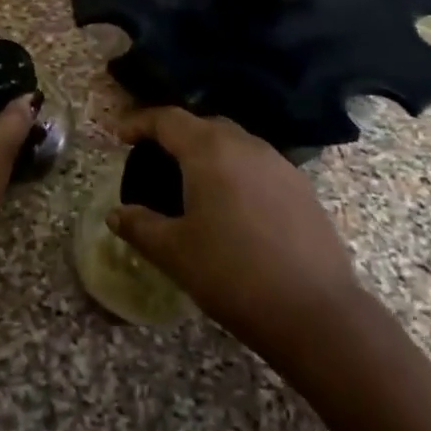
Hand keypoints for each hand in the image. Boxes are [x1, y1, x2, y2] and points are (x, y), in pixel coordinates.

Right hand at [110, 108, 362, 360]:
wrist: (314, 311)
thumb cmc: (231, 274)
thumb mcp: (174, 252)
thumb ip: (140, 226)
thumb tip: (116, 215)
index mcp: (210, 151)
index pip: (169, 119)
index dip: (140, 122)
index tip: (120, 136)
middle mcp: (247, 146)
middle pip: (204, 125)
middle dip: (176, 135)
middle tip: (155, 158)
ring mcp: (280, 165)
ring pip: (236, 144)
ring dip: (210, 153)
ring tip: (193, 182)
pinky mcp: (302, 188)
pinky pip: (259, 166)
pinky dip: (237, 172)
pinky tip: (233, 205)